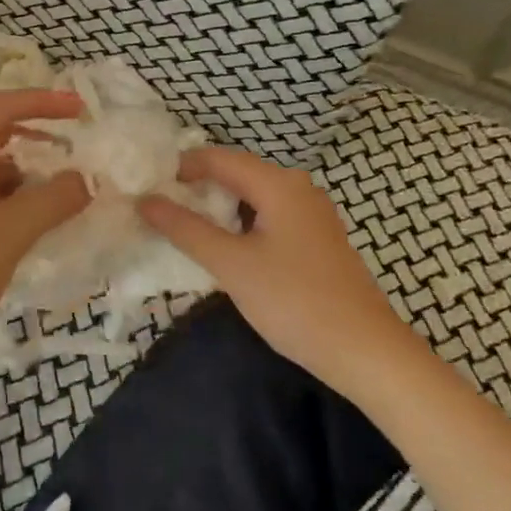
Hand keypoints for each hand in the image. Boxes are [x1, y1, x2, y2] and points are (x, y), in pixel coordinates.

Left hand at [0, 89, 90, 380]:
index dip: (45, 103)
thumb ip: (55, 198)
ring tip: (50, 199)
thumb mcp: (13, 231)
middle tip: (69, 152)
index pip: (2, 106)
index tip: (81, 110)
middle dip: (32, 141)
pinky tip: (17, 222)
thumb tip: (83, 180)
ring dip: (16, 175)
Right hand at [137, 147, 402, 387]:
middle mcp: (298, 188)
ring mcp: (312, 214)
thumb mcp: (231, 264)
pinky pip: (269, 216)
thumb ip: (185, 229)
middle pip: (237, 173)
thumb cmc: (294, 301)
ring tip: (185, 226)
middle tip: (161, 207)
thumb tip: (145, 201)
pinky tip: (226, 247)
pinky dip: (241, 223)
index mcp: (279, 184)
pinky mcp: (317, 239)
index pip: (218, 158)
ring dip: (219, 207)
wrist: (365, 352)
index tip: (149, 186)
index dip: (181, 167)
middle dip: (198, 187)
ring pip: (254, 197)